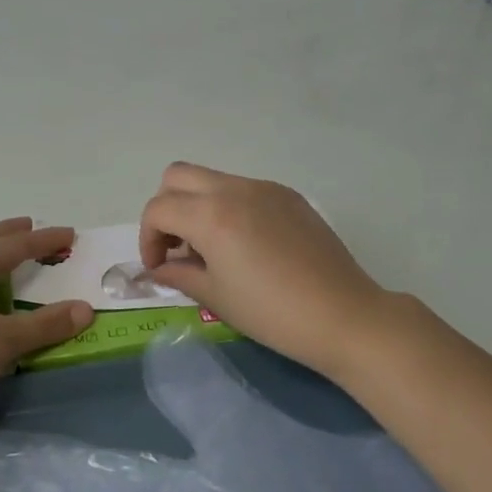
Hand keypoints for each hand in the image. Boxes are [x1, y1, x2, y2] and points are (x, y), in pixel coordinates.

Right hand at [139, 164, 406, 380]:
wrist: (344, 315)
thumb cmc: (273, 313)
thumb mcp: (216, 297)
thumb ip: (180, 274)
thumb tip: (161, 267)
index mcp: (210, 215)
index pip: (158, 209)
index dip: (147, 238)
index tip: (158, 267)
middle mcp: (233, 189)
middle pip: (177, 176)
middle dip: (166, 208)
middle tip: (176, 245)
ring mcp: (264, 188)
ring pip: (211, 178)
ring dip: (197, 204)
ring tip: (211, 247)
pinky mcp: (287, 195)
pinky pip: (242, 188)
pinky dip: (227, 206)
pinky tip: (245, 243)